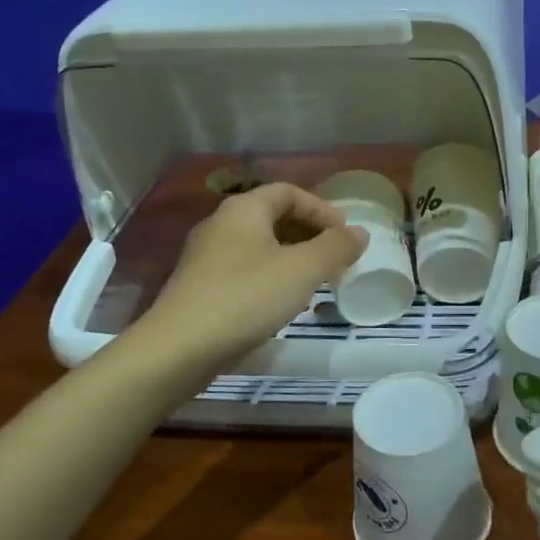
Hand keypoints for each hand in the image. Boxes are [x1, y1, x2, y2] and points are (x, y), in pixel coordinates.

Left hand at [140, 183, 367, 375]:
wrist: (180, 348)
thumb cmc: (247, 297)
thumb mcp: (303, 270)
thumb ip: (336, 247)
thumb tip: (359, 232)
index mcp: (244, 209)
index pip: (289, 192)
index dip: (322, 209)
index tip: (345, 234)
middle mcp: (221, 224)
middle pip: (273, 216)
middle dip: (309, 233)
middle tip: (336, 258)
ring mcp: (206, 255)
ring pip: (259, 245)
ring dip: (292, 256)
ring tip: (316, 281)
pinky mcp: (200, 285)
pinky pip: (245, 268)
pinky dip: (271, 275)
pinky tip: (283, 302)